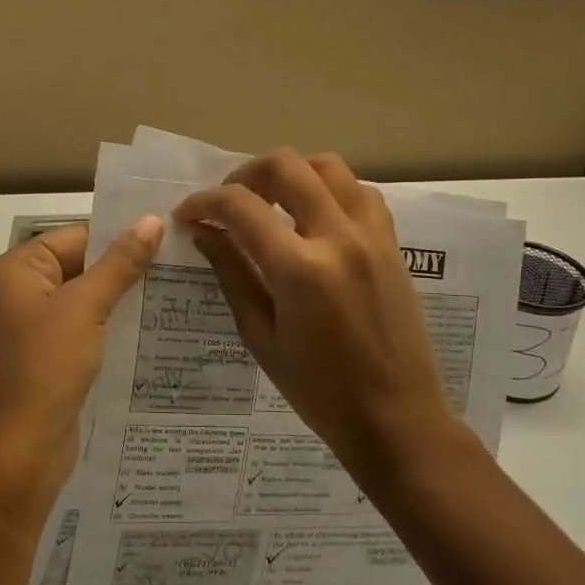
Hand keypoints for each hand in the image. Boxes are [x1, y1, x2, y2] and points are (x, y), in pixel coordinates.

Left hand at [0, 217, 163, 530]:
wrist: (22, 452)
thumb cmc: (46, 367)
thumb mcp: (86, 307)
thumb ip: (120, 262)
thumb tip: (152, 220)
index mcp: (18, 268)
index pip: (78, 235)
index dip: (122, 233)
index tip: (171, 232)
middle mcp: (22, 289)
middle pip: (84, 262)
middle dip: (128, 263)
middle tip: (184, 257)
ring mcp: (36, 323)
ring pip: (89, 294)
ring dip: (126, 293)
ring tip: (180, 284)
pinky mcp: (52, 352)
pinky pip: (88, 323)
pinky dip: (116, 320)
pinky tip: (157, 320)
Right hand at [173, 150, 452, 478]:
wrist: (396, 418)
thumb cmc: (319, 392)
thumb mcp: (262, 337)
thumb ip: (232, 274)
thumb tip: (202, 232)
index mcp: (299, 269)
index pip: (241, 206)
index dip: (204, 202)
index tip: (188, 214)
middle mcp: (338, 237)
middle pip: (285, 166)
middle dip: (244, 174)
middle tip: (228, 202)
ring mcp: (371, 236)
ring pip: (328, 165)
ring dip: (291, 172)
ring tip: (271, 200)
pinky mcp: (391, 243)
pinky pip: (360, 191)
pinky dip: (330, 188)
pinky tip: (314, 215)